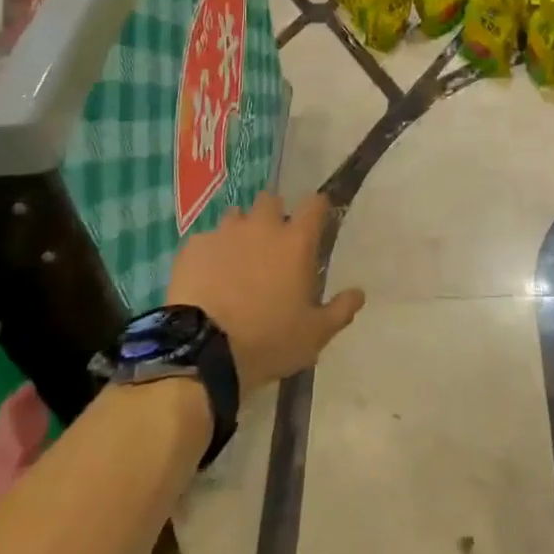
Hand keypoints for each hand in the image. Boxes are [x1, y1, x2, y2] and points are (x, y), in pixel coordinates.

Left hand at [167, 191, 364, 392]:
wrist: (202, 353)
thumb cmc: (268, 341)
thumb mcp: (314, 335)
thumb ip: (340, 310)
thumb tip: (360, 293)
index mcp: (296, 241)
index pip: (315, 203)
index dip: (317, 208)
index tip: (316, 220)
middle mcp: (261, 226)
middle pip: (271, 200)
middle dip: (274, 214)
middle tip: (273, 244)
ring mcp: (224, 233)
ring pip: (236, 216)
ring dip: (240, 230)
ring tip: (237, 260)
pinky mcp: (193, 247)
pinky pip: (205, 240)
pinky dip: (210, 252)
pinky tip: (207, 277)